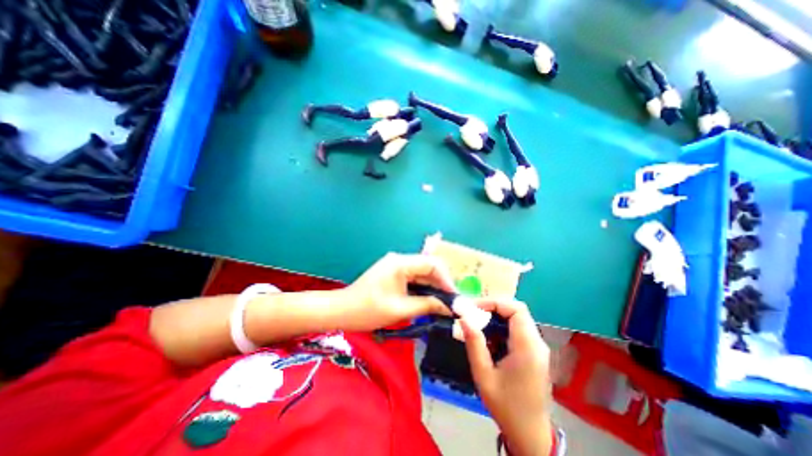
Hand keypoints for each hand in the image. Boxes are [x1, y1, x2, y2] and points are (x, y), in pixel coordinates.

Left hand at [339, 253, 456, 331]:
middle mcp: (399, 259)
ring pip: (421, 273)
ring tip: (443, 303)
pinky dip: (422, 288)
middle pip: (428, 267)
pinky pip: (413, 277)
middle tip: (451, 302)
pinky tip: (429, 299)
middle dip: (441, 283)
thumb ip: (427, 305)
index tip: (454, 297)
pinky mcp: (393, 273)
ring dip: (432, 286)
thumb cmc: (368, 310)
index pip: (432, 264)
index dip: (446, 279)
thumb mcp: (400, 309)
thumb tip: (450, 306)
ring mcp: (395, 265)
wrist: (341, 311)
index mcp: (400, 263)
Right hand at [459, 299, 554, 455]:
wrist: (530, 436)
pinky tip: (489, 339)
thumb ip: (474, 343)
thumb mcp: (484, 375)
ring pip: (518, 319)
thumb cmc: (506, 407)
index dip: (494, 302)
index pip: (516, 309)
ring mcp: (538, 348)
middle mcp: (537, 343)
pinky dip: (502, 327)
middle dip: (493, 308)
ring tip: (478, 325)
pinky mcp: (535, 353)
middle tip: (473, 314)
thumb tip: (463, 317)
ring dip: (497, 317)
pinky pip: (518, 330)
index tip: (474, 308)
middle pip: (517, 311)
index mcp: (528, 347)